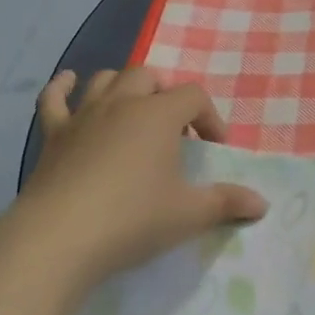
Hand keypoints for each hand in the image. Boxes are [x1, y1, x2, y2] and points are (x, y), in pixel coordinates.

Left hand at [9, 67, 267, 289]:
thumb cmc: (132, 220)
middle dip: (166, 95)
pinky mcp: (53, 134)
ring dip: (123, 87)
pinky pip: (53, 99)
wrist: (59, 238)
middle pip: (148, 77)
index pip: (193, 96)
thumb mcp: (188, 214)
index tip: (213, 149)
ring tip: (133, 110)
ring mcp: (83, 115)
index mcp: (159, 114)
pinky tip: (67, 82)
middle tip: (173, 130)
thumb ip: (226, 203)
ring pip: (105, 80)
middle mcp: (122, 103)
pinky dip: (61, 87)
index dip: (209, 117)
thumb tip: (262, 203)